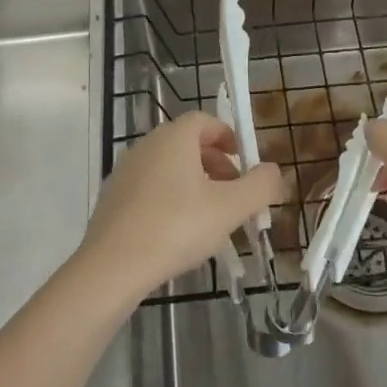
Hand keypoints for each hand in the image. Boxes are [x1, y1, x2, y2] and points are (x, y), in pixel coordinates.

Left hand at [76, 112, 281, 302]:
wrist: (112, 266)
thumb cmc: (176, 227)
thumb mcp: (230, 209)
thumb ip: (259, 187)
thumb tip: (274, 171)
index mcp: (174, 137)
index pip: (204, 120)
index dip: (227, 136)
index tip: (243, 161)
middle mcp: (147, 145)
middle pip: (187, 144)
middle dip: (215, 164)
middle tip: (234, 193)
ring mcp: (126, 171)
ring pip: (168, 168)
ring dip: (194, 184)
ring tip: (211, 218)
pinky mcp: (113, 198)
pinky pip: (150, 189)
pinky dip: (170, 200)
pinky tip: (179, 234)